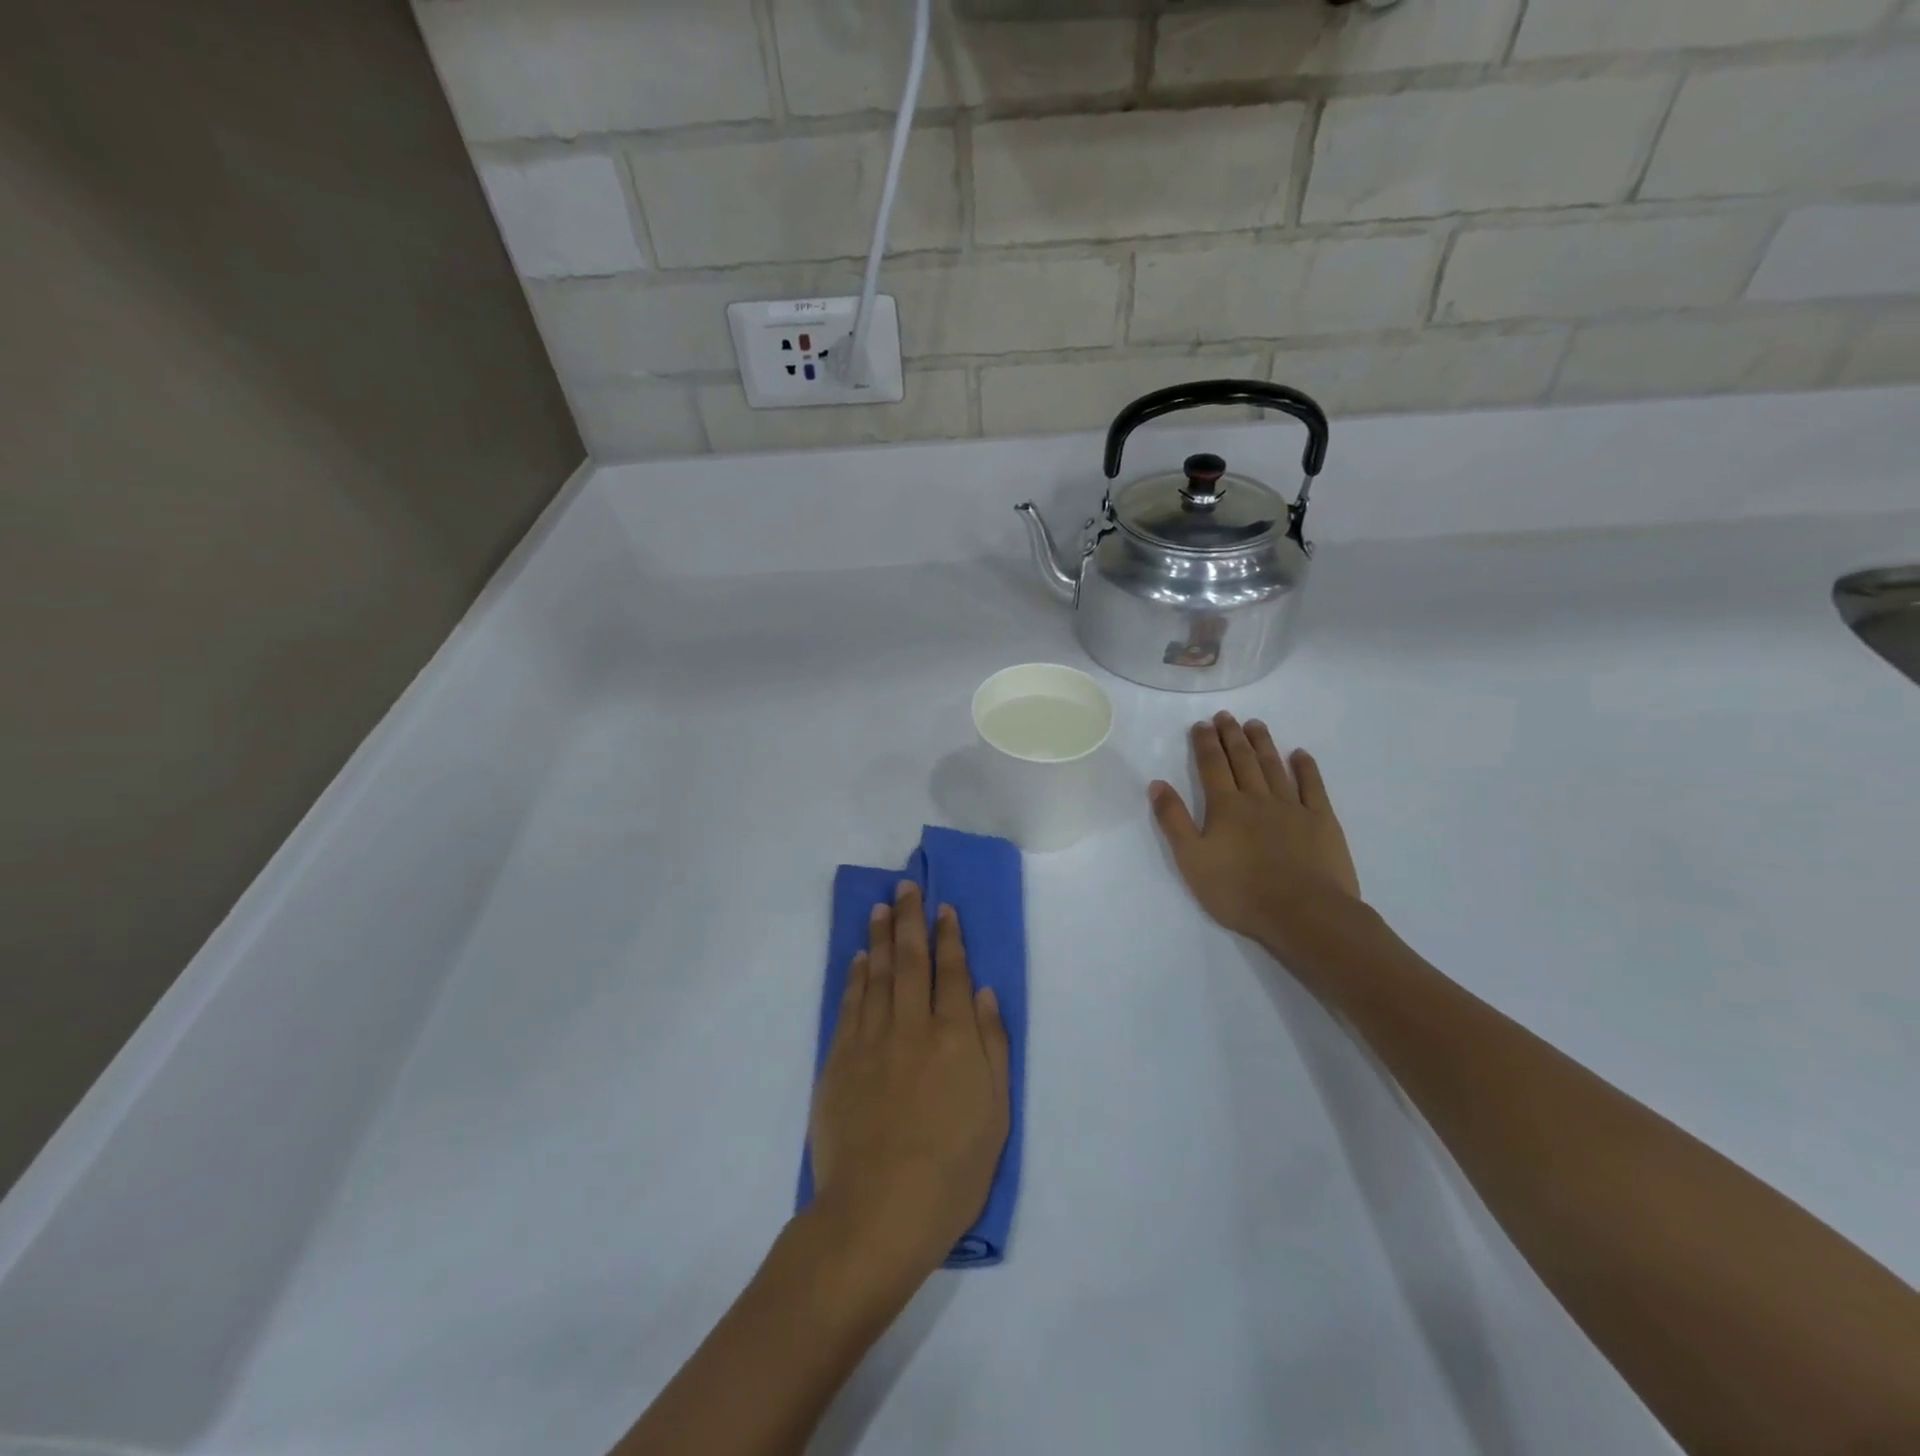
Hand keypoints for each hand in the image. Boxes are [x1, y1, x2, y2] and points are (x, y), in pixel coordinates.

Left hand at [809, 882, 1010, 1284]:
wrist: (879, 1210)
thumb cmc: (953, 1169)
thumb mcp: (996, 1113)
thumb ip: (992, 1046)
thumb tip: (985, 994)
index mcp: (955, 1037)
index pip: (953, 972)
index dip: (949, 937)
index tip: (944, 908)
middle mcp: (913, 1025)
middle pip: (911, 960)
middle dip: (911, 920)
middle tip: (907, 887)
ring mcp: (872, 1040)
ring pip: (877, 974)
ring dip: (879, 937)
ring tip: (881, 907)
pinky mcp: (840, 1059)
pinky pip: (850, 1004)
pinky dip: (855, 976)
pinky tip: (858, 958)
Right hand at [1149, 713, 1361, 955]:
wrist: (1304, 913)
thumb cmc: (1239, 892)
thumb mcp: (1192, 860)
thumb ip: (1173, 820)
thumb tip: (1157, 784)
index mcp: (1225, 807)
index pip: (1212, 766)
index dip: (1205, 743)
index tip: (1202, 724)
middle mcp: (1258, 798)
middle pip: (1242, 760)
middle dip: (1232, 736)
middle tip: (1226, 715)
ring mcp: (1293, 807)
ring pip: (1274, 766)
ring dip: (1263, 743)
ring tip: (1255, 724)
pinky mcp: (1321, 821)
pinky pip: (1312, 786)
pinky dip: (1305, 768)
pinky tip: (1300, 755)